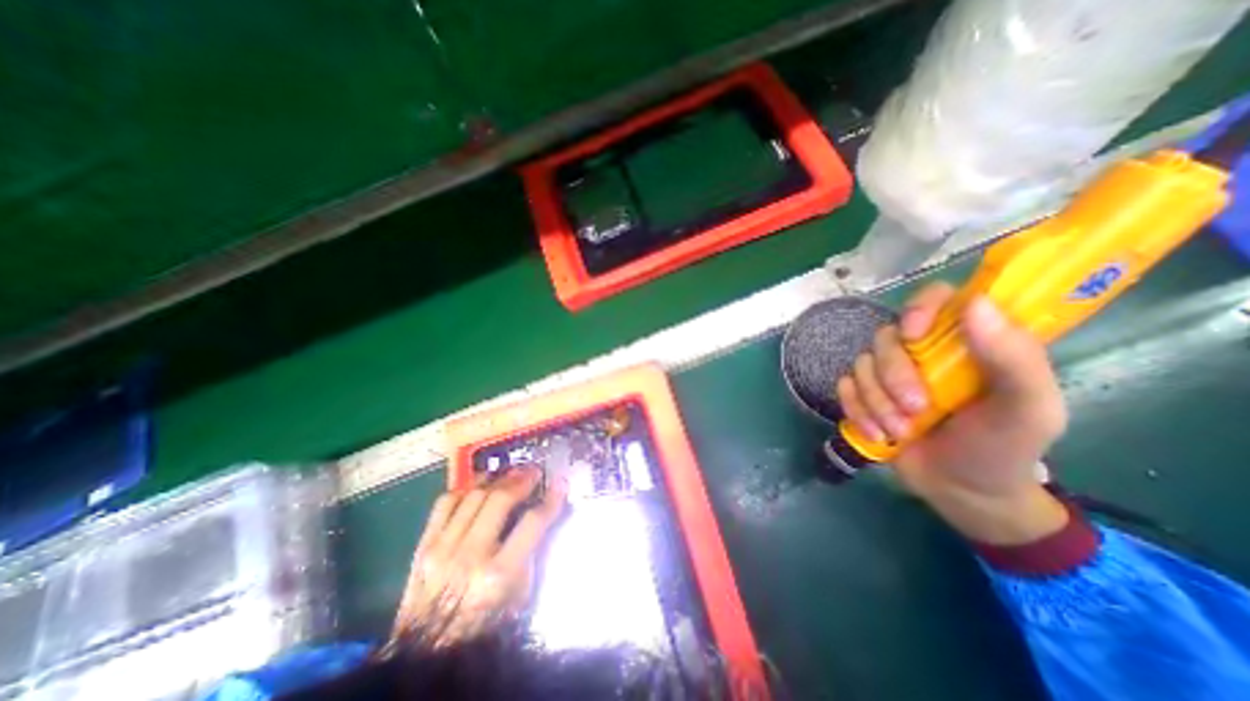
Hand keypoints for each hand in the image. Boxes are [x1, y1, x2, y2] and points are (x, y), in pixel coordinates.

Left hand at [389, 469, 567, 647]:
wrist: (425, 655)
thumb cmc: (483, 628)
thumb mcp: (519, 598)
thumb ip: (530, 553)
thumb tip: (541, 516)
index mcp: (498, 575)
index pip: (533, 522)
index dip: (551, 499)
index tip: (560, 483)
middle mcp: (470, 556)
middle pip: (500, 499)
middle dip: (522, 479)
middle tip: (533, 471)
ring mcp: (443, 548)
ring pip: (474, 495)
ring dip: (496, 478)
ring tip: (509, 473)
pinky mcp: (424, 546)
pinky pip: (445, 502)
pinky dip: (466, 488)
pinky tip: (478, 486)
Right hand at [834, 283, 1067, 544]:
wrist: (962, 492)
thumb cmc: (1003, 448)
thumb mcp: (1027, 410)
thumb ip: (1014, 358)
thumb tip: (976, 303)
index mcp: (966, 342)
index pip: (936, 298)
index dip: (919, 307)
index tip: (915, 334)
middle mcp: (922, 351)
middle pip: (886, 337)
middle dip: (894, 375)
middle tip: (916, 409)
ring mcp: (888, 373)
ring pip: (861, 365)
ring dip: (877, 401)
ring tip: (900, 430)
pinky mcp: (864, 394)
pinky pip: (844, 387)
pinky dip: (857, 410)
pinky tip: (878, 434)